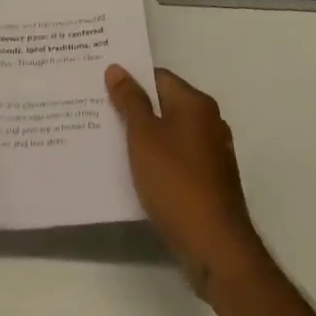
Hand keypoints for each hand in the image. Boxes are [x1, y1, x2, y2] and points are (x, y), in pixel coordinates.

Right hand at [107, 64, 266, 298]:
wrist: (215, 247)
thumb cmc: (176, 182)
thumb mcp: (143, 136)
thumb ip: (130, 100)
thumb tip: (117, 68)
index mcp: (196, 104)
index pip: (158, 77)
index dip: (130, 80)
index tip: (101, 87)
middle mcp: (209, 122)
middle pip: (165, 105)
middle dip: (135, 109)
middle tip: (100, 112)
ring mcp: (213, 154)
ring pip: (170, 134)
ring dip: (145, 138)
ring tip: (110, 142)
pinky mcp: (211, 182)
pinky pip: (178, 159)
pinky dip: (158, 161)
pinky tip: (136, 172)